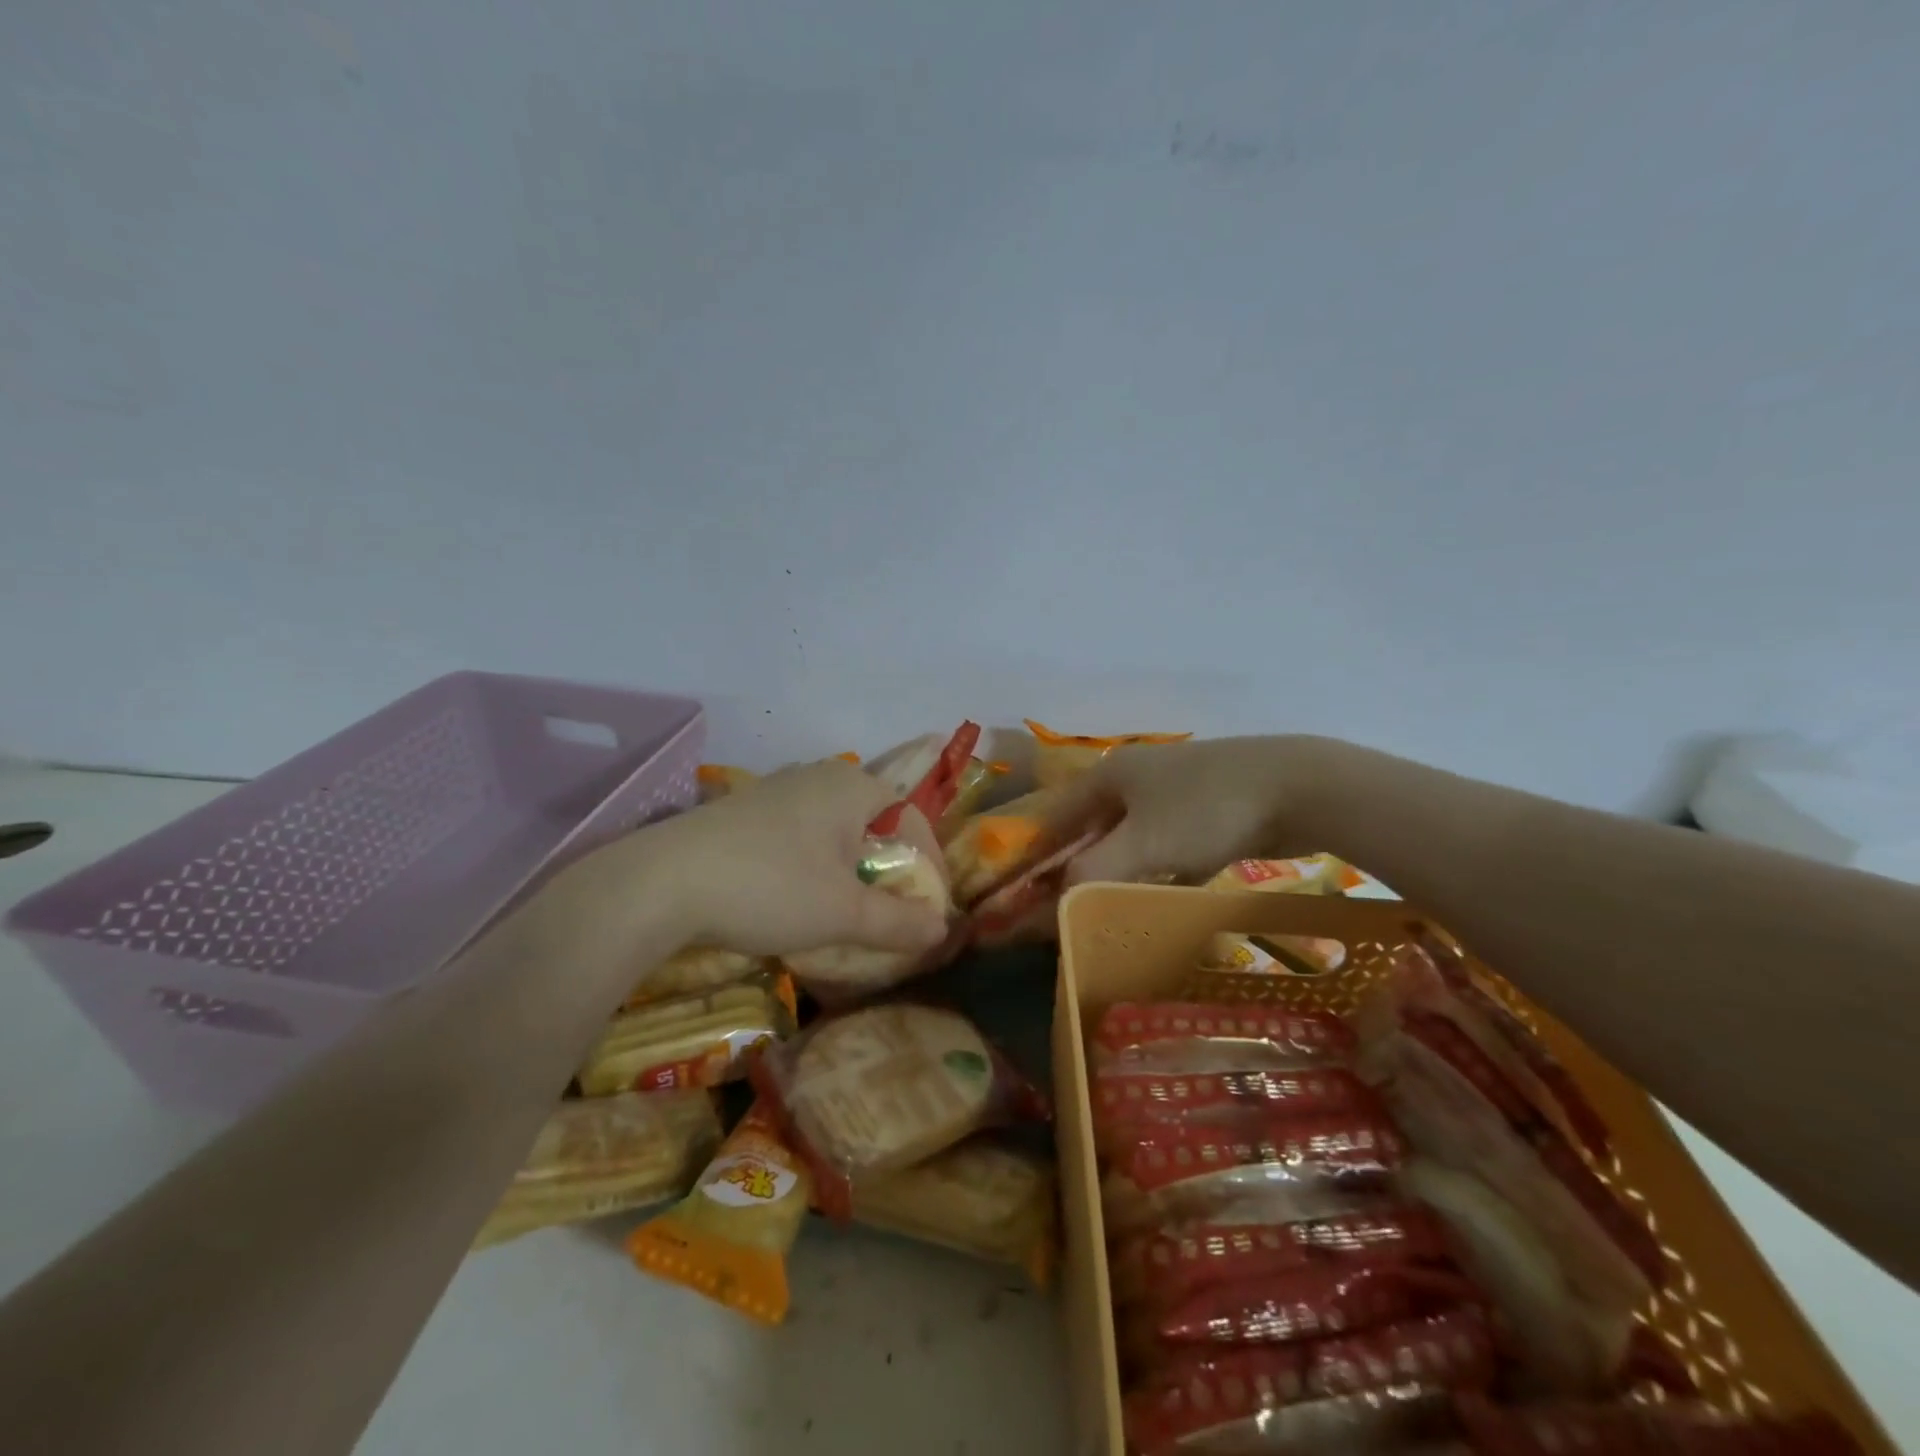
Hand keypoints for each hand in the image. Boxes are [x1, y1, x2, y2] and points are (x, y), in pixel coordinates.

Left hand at [586, 759, 949, 957]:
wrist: (660, 883)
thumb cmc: (771, 887)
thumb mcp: (843, 912)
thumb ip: (899, 921)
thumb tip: (942, 928)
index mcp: (852, 785)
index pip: (911, 820)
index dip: (928, 866)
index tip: (928, 910)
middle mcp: (818, 776)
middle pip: (872, 824)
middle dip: (887, 869)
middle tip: (888, 912)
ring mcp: (775, 790)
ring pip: (833, 830)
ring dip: (848, 869)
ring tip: (844, 911)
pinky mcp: (742, 811)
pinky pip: (798, 835)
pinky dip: (811, 866)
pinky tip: (792, 898)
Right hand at [1039, 735, 1342, 885]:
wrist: (1300, 786)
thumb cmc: (1206, 809)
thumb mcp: (1142, 844)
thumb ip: (1091, 874)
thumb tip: (1052, 908)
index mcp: (1111, 775)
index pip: (1057, 816)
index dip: (1037, 853)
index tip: (1022, 891)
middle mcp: (1137, 778)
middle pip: (1093, 828)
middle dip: (1077, 868)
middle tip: (1063, 910)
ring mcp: (1177, 793)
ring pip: (1134, 840)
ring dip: (1118, 874)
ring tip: (1104, 912)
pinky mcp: (1211, 812)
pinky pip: (1172, 849)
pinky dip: (1161, 875)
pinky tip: (1161, 903)